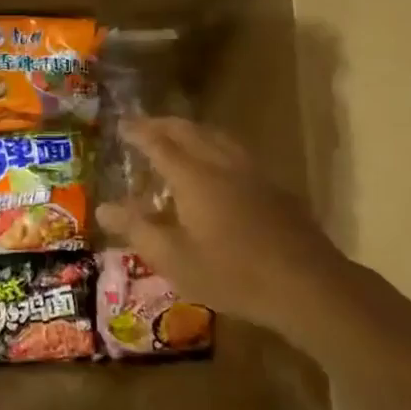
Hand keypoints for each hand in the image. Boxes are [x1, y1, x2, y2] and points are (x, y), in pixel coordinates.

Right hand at [96, 117, 354, 335]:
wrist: (307, 285)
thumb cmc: (232, 273)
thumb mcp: (173, 259)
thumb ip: (137, 229)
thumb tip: (103, 209)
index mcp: (193, 177)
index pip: (159, 143)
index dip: (138, 132)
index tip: (121, 124)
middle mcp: (222, 164)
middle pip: (189, 131)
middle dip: (163, 124)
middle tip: (144, 125)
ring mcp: (252, 173)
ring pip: (217, 137)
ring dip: (192, 131)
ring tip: (178, 136)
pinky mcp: (274, 188)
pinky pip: (236, 152)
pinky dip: (215, 147)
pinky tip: (218, 166)